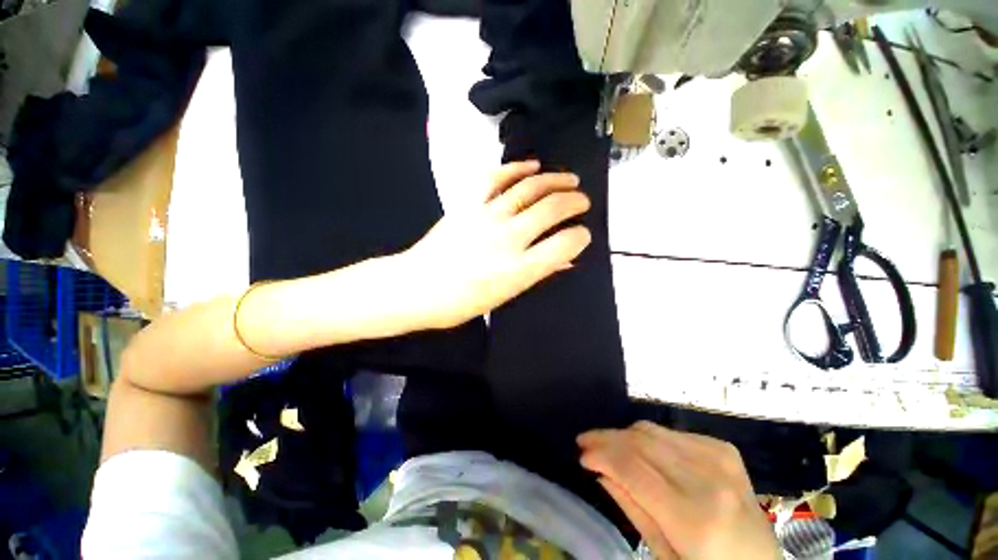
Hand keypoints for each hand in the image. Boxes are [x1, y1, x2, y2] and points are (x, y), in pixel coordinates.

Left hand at [400, 160, 590, 329]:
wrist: (417, 287)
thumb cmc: (461, 302)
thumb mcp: (504, 296)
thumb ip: (536, 274)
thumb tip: (564, 260)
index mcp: (518, 269)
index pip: (564, 244)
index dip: (580, 236)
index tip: (583, 233)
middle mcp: (507, 238)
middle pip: (552, 209)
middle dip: (575, 201)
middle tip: (583, 201)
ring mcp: (487, 216)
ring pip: (529, 188)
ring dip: (555, 180)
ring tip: (570, 179)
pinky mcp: (468, 204)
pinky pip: (495, 178)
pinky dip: (517, 168)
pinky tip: (533, 166)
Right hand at [578, 422, 779, 559]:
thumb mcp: (664, 555)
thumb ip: (632, 508)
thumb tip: (600, 470)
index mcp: (694, 518)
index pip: (633, 469)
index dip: (601, 455)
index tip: (581, 453)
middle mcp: (708, 480)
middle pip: (640, 442)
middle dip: (606, 438)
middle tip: (586, 442)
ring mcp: (719, 459)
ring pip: (652, 431)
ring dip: (623, 435)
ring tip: (608, 445)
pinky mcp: (723, 448)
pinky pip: (671, 432)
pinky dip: (648, 438)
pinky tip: (643, 451)